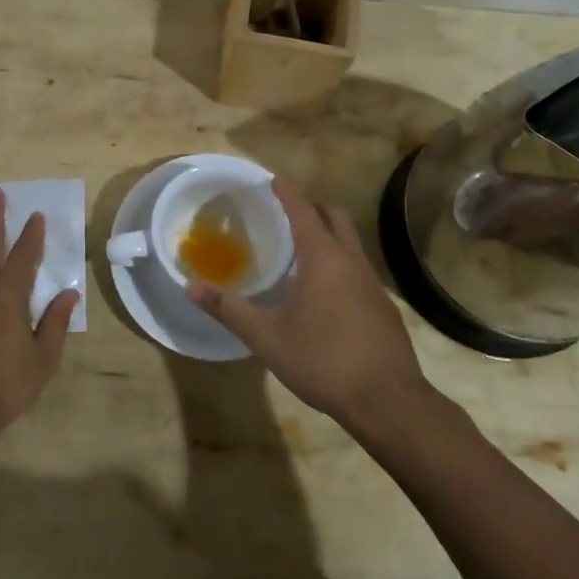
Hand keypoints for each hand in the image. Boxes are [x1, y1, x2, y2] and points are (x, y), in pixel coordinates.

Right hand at [189, 177, 425, 427]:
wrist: (387, 401)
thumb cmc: (323, 360)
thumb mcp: (267, 336)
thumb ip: (229, 309)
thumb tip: (190, 286)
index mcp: (324, 259)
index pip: (303, 211)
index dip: (287, 192)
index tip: (273, 177)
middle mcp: (352, 262)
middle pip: (336, 217)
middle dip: (313, 206)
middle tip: (288, 210)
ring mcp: (373, 285)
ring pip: (351, 243)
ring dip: (329, 234)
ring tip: (302, 247)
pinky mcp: (383, 308)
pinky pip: (358, 269)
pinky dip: (340, 262)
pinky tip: (325, 291)